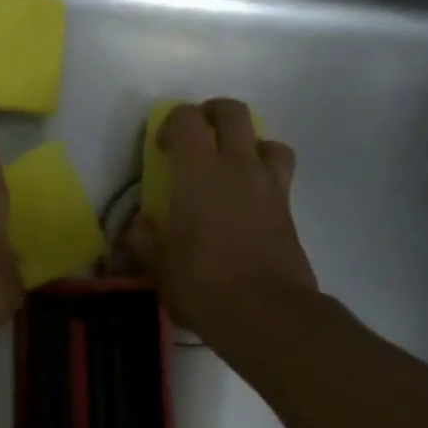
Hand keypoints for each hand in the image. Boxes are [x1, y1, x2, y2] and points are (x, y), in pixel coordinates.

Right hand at [125, 98, 317, 340]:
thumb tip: (138, 225)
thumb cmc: (203, 285)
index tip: (161, 148)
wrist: (267, 314)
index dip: (171, 123)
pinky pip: (279, 173)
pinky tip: (248, 201)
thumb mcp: (158, 265)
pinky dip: (264, 174)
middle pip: (232, 112)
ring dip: (248, 143)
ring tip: (231, 167)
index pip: (187, 119)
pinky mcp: (289, 208)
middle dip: (212, 114)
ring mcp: (270, 185)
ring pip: (267, 139)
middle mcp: (237, 167)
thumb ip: (142, 238)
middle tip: (197, 137)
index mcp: (198, 173)